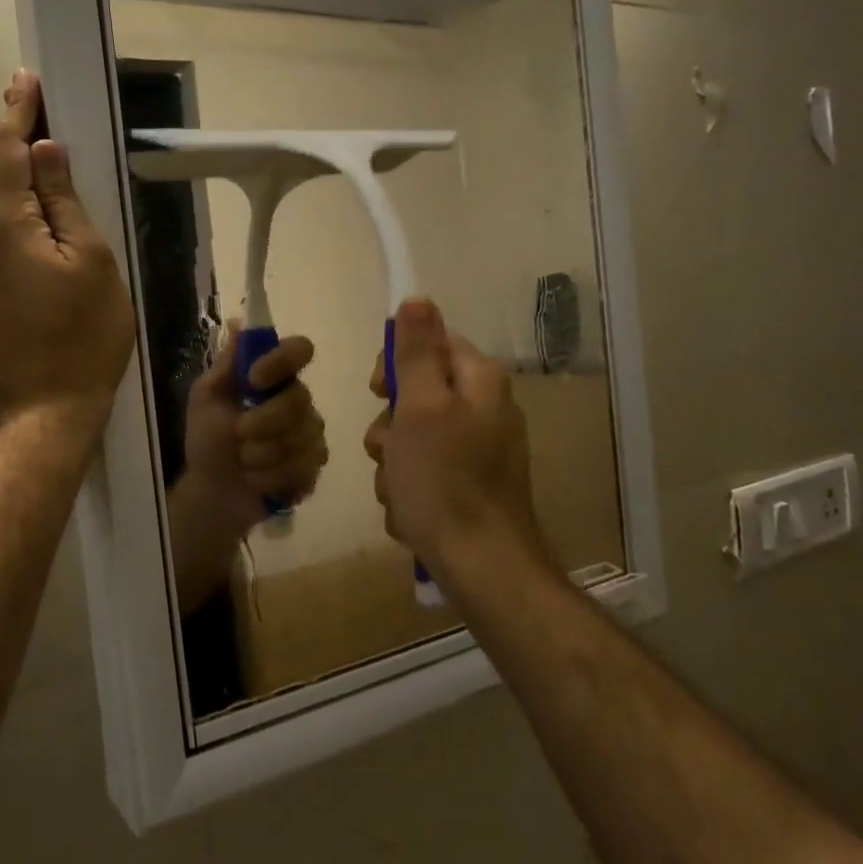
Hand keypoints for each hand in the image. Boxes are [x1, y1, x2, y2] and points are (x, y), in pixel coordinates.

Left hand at [0, 71, 134, 428]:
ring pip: (1, 216)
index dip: (18, 112)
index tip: (25, 79)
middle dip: (27, 156)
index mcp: (2, 224)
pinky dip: (22, 229)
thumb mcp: (92, 261)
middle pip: (1, 182)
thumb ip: (64, 201)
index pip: (7, 150)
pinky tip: (51, 246)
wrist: (47, 407)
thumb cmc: (85, 334)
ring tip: (68, 209)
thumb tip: (45, 150)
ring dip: (28, 199)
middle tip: (61, 138)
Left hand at [179, 323, 327, 526]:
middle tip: (237, 434)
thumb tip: (237, 322)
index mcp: (275, 379)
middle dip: (262, 421)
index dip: (281, 361)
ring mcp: (310, 436)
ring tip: (243, 463)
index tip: (254, 379)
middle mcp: (299, 402)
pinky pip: (304, 468)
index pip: (299, 350)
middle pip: (299, 399)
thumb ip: (226, 366)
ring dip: (261, 454)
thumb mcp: (206, 399)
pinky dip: (271, 478)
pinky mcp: (313, 468)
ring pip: (301, 437)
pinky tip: (256, 481)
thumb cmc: (208, 441)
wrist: (212, 492)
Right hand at [363, 298, 539, 573]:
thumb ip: (417, 352)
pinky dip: (410, 490)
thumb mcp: (420, 407)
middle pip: (417, 394)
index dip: (396, 365)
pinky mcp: (469, 485)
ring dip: (394, 465)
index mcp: (479, 381)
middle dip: (390, 427)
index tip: (378, 392)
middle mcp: (484, 409)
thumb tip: (417, 298)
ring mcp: (479, 450)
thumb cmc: (444, 481)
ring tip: (399, 492)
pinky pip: (425, 473)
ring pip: (413, 439)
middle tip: (388, 451)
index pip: (431, 343)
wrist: (481, 566)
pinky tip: (411, 513)